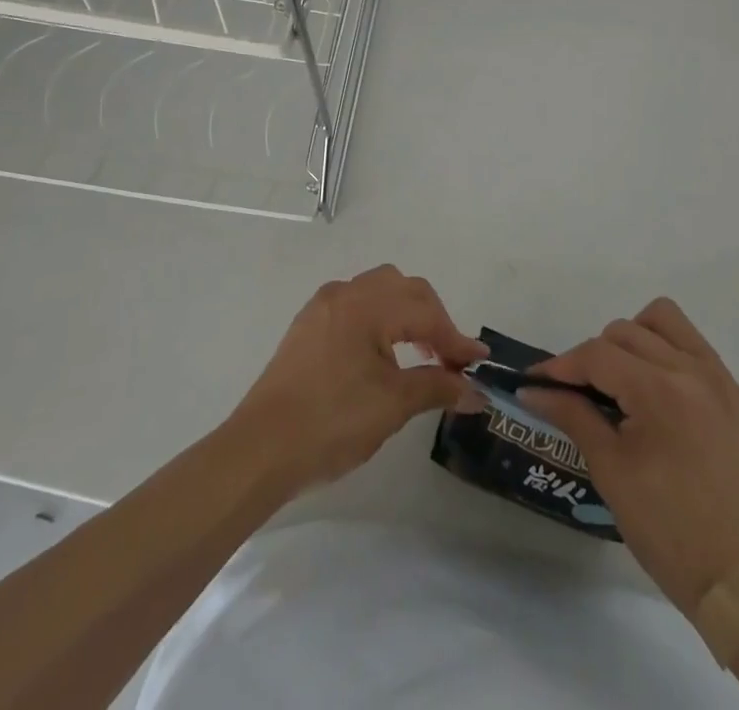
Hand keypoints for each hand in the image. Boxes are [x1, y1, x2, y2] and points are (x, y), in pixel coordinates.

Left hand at [231, 265, 486, 495]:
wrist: (260, 449)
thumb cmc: (331, 423)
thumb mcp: (392, 405)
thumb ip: (437, 387)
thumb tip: (476, 392)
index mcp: (367, 305)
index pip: (425, 312)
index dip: (455, 339)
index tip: (479, 364)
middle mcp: (345, 293)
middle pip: (404, 289)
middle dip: (433, 319)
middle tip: (450, 358)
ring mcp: (323, 306)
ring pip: (379, 291)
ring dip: (407, 314)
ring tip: (421, 353)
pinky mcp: (309, 324)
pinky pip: (356, 304)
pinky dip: (381, 319)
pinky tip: (384, 352)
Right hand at [521, 299, 738, 613]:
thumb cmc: (666, 530)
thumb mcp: (609, 470)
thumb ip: (572, 415)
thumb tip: (533, 389)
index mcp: (661, 391)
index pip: (598, 354)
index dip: (560, 366)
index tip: (535, 382)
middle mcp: (694, 371)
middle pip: (626, 331)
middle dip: (594, 356)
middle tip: (578, 394)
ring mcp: (721, 380)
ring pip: (665, 320)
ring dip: (634, 339)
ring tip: (623, 382)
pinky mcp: (737, 396)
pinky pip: (694, 348)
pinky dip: (667, 355)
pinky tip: (657, 397)